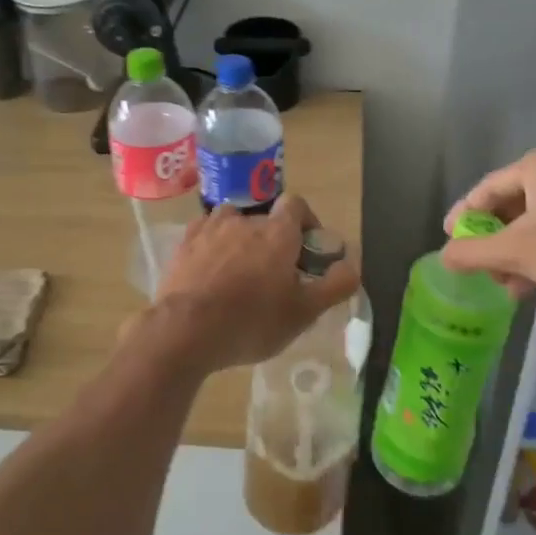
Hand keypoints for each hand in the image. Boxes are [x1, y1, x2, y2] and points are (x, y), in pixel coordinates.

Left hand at [143, 193, 360, 374]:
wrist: (185, 330)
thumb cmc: (252, 320)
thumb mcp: (304, 312)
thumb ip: (335, 285)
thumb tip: (352, 265)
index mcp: (278, 232)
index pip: (297, 204)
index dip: (306, 222)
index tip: (308, 249)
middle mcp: (245, 220)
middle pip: (265, 220)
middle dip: (273, 241)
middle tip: (275, 274)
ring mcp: (210, 229)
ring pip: (232, 224)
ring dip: (240, 240)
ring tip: (239, 272)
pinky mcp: (183, 244)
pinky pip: (204, 235)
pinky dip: (212, 247)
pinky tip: (210, 273)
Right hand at [441, 144, 535, 302]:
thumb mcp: (516, 252)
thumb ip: (473, 252)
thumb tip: (444, 256)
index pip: (488, 188)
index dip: (464, 216)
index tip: (450, 240)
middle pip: (515, 204)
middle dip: (495, 241)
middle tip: (482, 268)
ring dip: (519, 252)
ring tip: (509, 285)